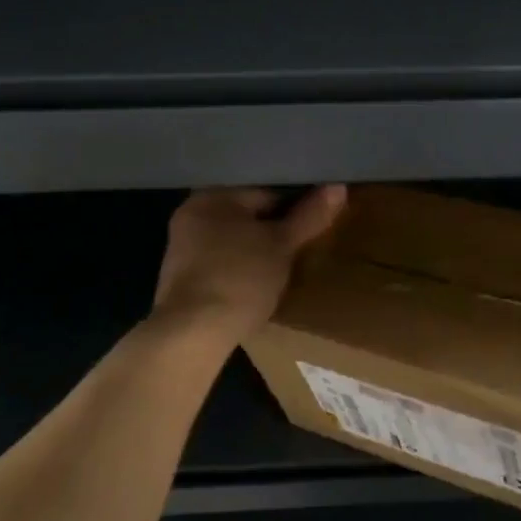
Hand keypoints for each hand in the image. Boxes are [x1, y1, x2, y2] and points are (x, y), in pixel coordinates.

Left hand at [153, 186, 346, 342]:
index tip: (316, 226)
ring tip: (285, 268)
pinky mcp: (182, 278)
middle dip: (275, 230)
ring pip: (235, 240)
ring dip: (258, 251)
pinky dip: (241, 269)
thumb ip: (310, 215)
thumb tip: (338, 187)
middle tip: (304, 248)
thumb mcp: (283, 245)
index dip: (297, 207)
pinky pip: (222, 263)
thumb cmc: (240, 278)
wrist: (193, 333)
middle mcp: (192, 214)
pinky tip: (258, 286)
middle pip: (249, 215)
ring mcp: (182, 248)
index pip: (267, 191)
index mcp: (213, 196)